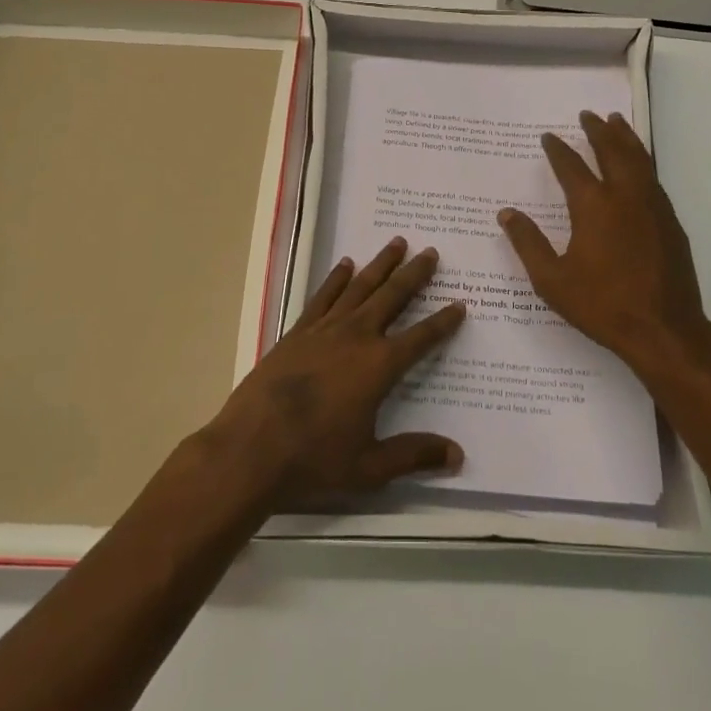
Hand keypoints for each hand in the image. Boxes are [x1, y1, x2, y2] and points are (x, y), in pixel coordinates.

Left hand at [202, 238, 465, 507]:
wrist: (250, 449)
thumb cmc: (314, 460)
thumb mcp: (370, 467)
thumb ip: (414, 456)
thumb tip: (458, 455)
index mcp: (379, 367)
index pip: (421, 338)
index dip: (443, 322)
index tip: (460, 304)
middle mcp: (356, 337)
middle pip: (392, 297)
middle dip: (414, 274)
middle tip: (431, 252)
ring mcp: (324, 330)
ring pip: (360, 287)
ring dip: (381, 264)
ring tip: (397, 243)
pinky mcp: (297, 332)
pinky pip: (323, 296)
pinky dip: (336, 278)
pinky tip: (346, 265)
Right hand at [498, 111, 710, 382]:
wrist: (664, 330)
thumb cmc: (602, 305)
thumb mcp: (552, 280)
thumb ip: (528, 243)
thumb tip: (506, 214)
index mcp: (593, 206)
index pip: (571, 167)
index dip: (558, 150)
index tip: (548, 137)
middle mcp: (625, 196)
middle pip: (611, 151)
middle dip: (598, 131)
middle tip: (588, 115)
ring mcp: (652, 207)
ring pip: (638, 159)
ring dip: (625, 138)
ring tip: (617, 121)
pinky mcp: (670, 221)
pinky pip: (653, 178)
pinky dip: (642, 161)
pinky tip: (639, 165)